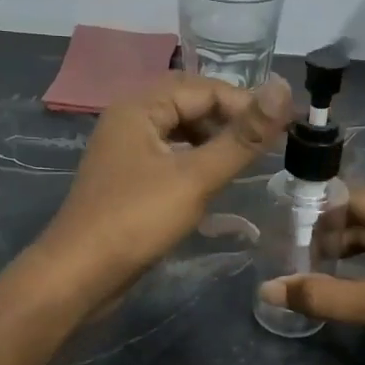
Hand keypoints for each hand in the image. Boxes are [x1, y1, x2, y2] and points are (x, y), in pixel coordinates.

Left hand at [37, 73, 291, 302]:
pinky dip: (196, 163)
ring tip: (247, 162)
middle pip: (189, 105)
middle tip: (267, 144)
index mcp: (139, 107)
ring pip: (180, 132)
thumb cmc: (137, 220)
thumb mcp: (196, 177)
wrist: (79, 275)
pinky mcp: (128, 180)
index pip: (204, 88)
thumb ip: (242, 137)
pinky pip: (170, 158)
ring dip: (214, 141)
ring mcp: (126, 152)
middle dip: (230, 119)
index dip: (246, 103)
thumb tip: (284, 89)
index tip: (284, 127)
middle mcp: (129, 120)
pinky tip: (215, 183)